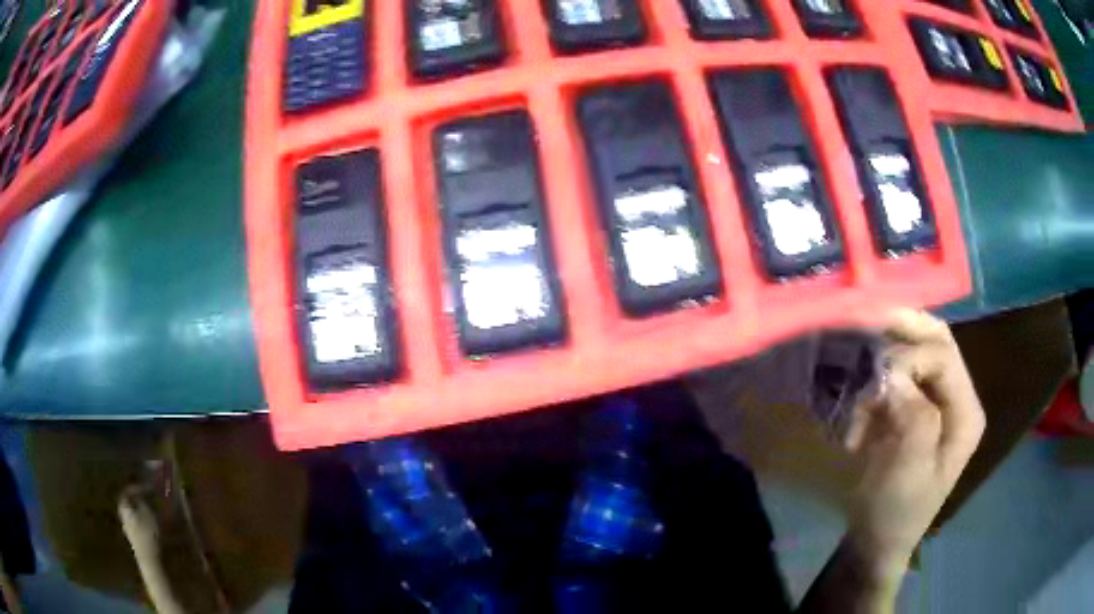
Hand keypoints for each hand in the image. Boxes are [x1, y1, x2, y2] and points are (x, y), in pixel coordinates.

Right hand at [843, 309, 985, 584]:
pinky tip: (857, 402)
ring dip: (884, 355)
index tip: (871, 383)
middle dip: (899, 330)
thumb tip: (893, 374)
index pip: (942, 356)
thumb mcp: (909, 472)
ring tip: (857, 371)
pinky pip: (895, 375)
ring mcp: (933, 401)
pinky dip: (873, 379)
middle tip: (861, 323)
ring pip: (913, 351)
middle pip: (933, 340)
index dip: (907, 357)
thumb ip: (913, 418)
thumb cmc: (897, 513)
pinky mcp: (910, 409)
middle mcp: (955, 397)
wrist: (876, 542)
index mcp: (965, 412)